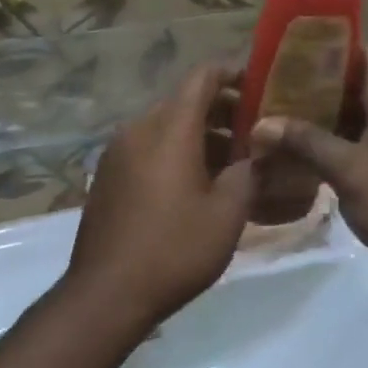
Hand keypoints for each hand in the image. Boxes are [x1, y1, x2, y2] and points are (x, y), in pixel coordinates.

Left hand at [67, 65, 256, 325]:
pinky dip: (176, 150)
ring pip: (166, 125)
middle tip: (256, 131)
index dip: (233, 73)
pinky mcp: (108, 175)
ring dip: (200, 133)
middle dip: (222, 109)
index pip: (202, 76)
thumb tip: (258, 152)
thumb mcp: (227, 214)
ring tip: (233, 160)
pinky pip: (148, 147)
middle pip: (184, 101)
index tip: (261, 85)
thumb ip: (248, 172)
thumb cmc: (174, 249)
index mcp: (169, 128)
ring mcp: (118, 151)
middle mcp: (139, 128)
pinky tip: (198, 182)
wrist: (106, 294)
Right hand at [250, 49, 367, 292]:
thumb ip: (307, 142)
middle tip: (269, 86)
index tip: (285, 49)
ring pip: (358, 115)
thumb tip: (261, 123)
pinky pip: (364, 140)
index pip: (362, 51)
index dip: (325, 45)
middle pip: (356, 83)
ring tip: (278, 116)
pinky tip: (303, 152)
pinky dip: (336, 141)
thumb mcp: (351, 172)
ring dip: (322, 116)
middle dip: (314, 84)